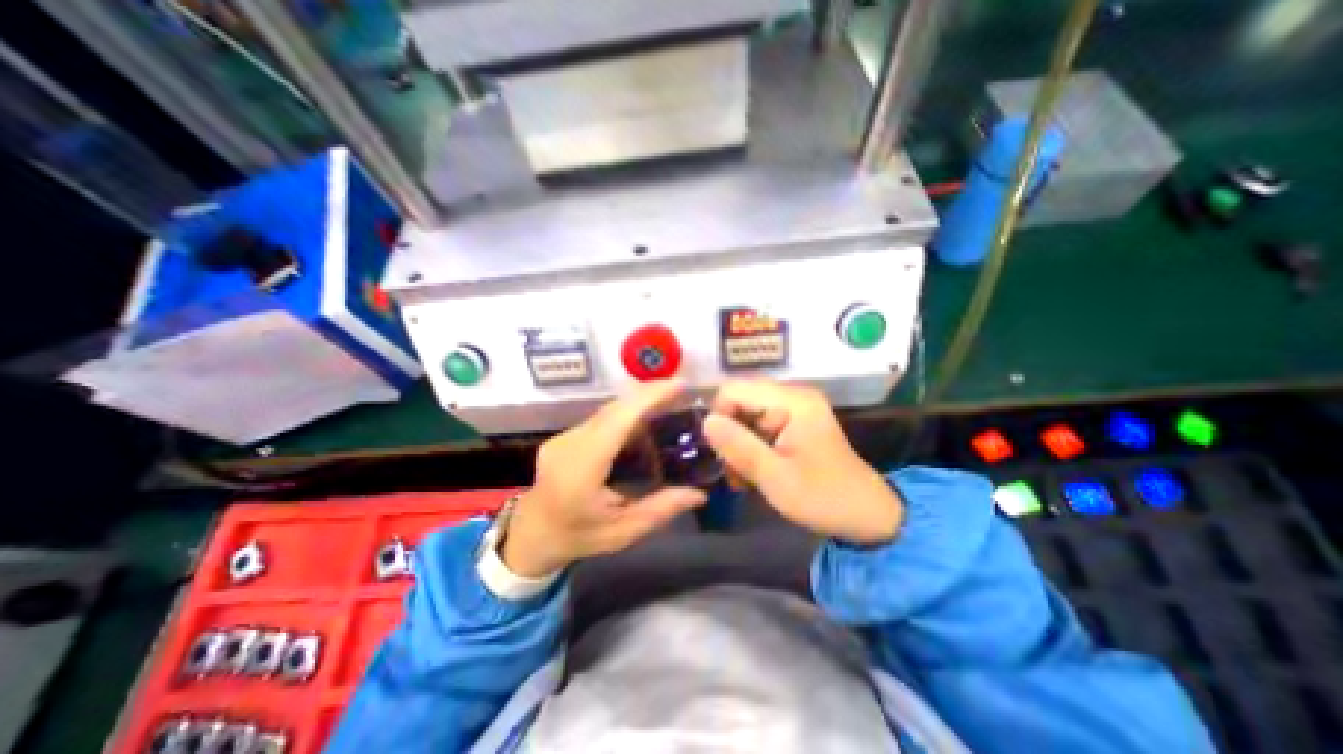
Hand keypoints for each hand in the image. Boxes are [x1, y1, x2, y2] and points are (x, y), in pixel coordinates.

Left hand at [500, 379, 707, 579]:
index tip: (680, 386)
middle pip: (614, 408)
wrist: (532, 535)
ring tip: (670, 404)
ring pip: (608, 410)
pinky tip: (645, 423)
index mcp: (582, 468)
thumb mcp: (622, 533)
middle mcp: (570, 443)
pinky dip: (627, 414)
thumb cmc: (577, 536)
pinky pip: (601, 418)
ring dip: (639, 403)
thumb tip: (699, 494)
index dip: (649, 398)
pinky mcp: (566, 436)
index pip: (618, 421)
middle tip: (683, 392)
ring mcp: (565, 436)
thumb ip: (660, 510)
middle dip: (650, 394)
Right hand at [704, 380, 901, 543]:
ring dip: (737, 444)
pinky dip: (750, 446)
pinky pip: (758, 424)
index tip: (720, 452)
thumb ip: (739, 446)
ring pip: (745, 414)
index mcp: (793, 401)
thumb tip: (705, 421)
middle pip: (739, 400)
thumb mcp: (775, 477)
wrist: (866, 515)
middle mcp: (793, 395)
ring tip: (741, 476)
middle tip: (731, 469)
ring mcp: (795, 407)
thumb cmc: (822, 497)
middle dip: (729, 434)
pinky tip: (752, 472)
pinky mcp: (794, 421)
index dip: (719, 417)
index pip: (734, 390)